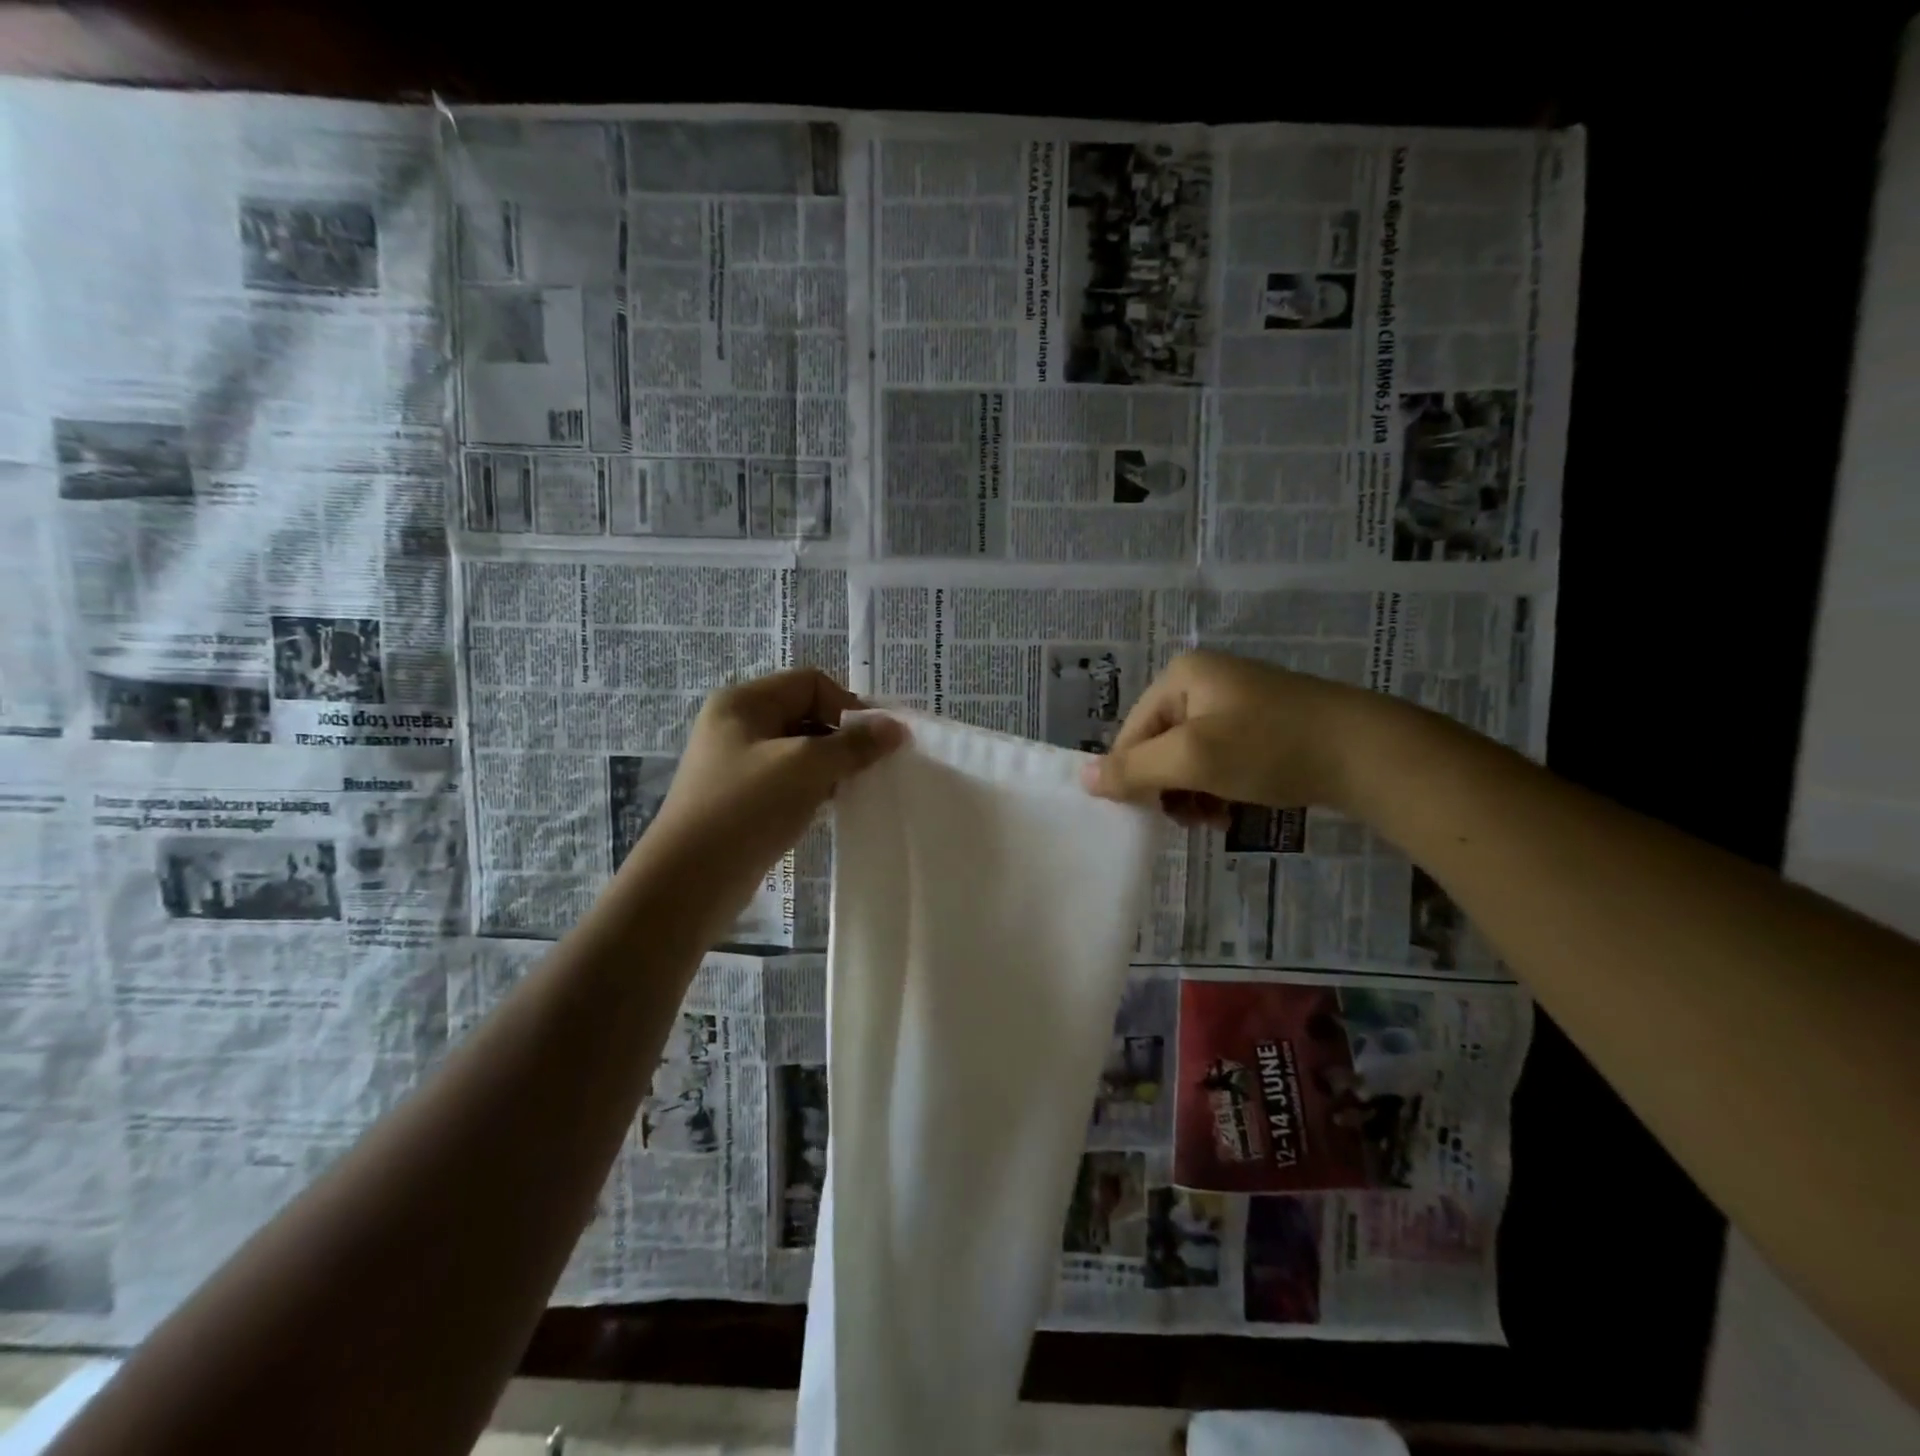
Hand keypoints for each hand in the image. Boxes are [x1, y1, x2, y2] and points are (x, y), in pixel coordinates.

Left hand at [625, 669, 904, 940]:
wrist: (690, 880)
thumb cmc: (747, 807)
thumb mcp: (806, 766)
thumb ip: (854, 744)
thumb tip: (897, 727)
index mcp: (743, 702)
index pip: (811, 683)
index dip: (849, 705)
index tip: (877, 740)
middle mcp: (738, 725)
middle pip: (806, 713)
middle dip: (844, 736)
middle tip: (874, 766)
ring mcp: (738, 764)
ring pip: (801, 750)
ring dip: (832, 764)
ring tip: (857, 788)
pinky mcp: (744, 798)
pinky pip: (790, 780)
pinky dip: (815, 787)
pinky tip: (832, 807)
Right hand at [1081, 651, 1374, 823]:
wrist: (1366, 753)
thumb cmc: (1269, 747)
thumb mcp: (1193, 759)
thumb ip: (1133, 769)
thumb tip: (1081, 779)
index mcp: (1181, 675)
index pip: (1132, 732)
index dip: (1134, 775)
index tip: (1152, 814)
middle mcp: (1203, 680)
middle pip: (1159, 744)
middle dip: (1168, 787)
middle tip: (1190, 818)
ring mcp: (1235, 701)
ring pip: (1189, 757)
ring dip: (1193, 793)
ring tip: (1215, 818)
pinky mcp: (1262, 724)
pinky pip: (1219, 758)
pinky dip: (1218, 787)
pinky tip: (1233, 809)